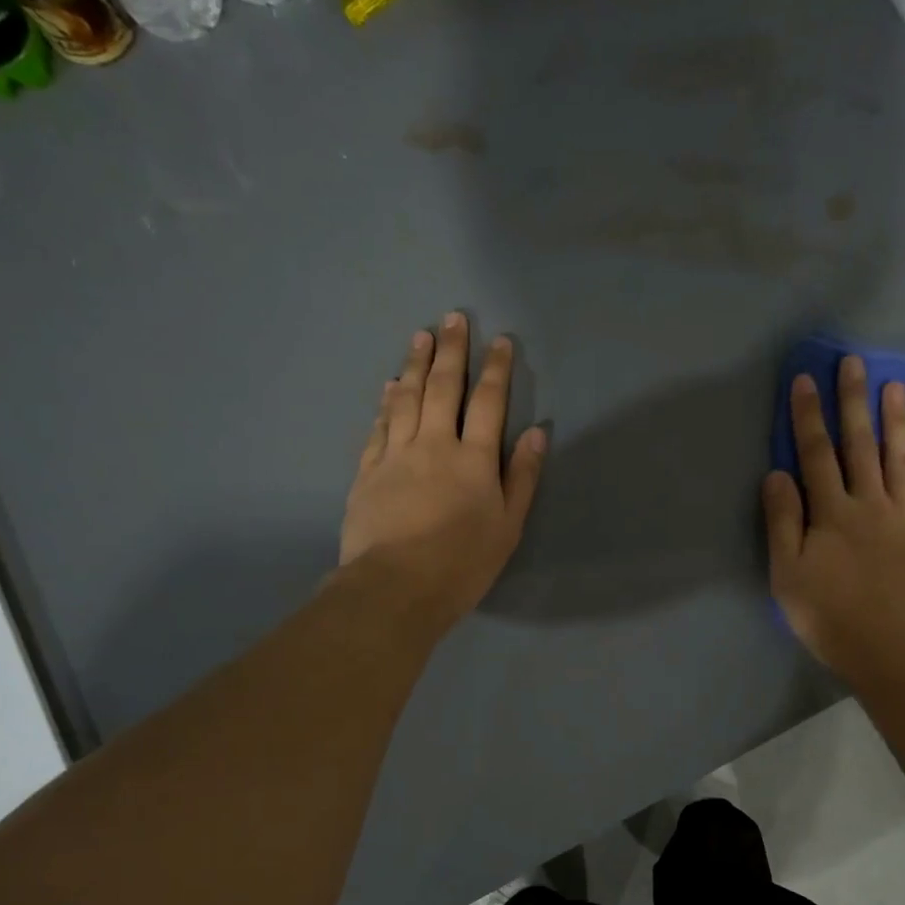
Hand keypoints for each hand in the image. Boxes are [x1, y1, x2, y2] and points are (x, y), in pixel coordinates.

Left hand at [339, 312, 546, 629]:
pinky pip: (379, 426)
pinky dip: (386, 402)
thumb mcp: (508, 526)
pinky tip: (390, 387)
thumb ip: (522, 477)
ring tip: (419, 336)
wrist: (395, 587)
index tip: (501, 341)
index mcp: (474, 459)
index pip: (489, 403)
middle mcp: (434, 445)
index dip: (497, 370)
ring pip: (406, 399)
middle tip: (453, 318)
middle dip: (451, 351)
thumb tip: (536, 433)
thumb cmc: (462, 562)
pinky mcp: (368, 471)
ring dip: (415, 365)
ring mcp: (396, 455)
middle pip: (443, 388)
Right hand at [763, 355, 904, 673]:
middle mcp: (870, 505)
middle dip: (854, 402)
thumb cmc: (832, 618)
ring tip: (896, 386)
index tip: (805, 380)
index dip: (808, 416)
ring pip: (899, 460)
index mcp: (831, 514)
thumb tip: (776, 474)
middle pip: (860, 445)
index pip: (816, 455)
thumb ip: (783, 523)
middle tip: (855, 362)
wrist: (896, 652)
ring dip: (896, 421)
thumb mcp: (789, 576)